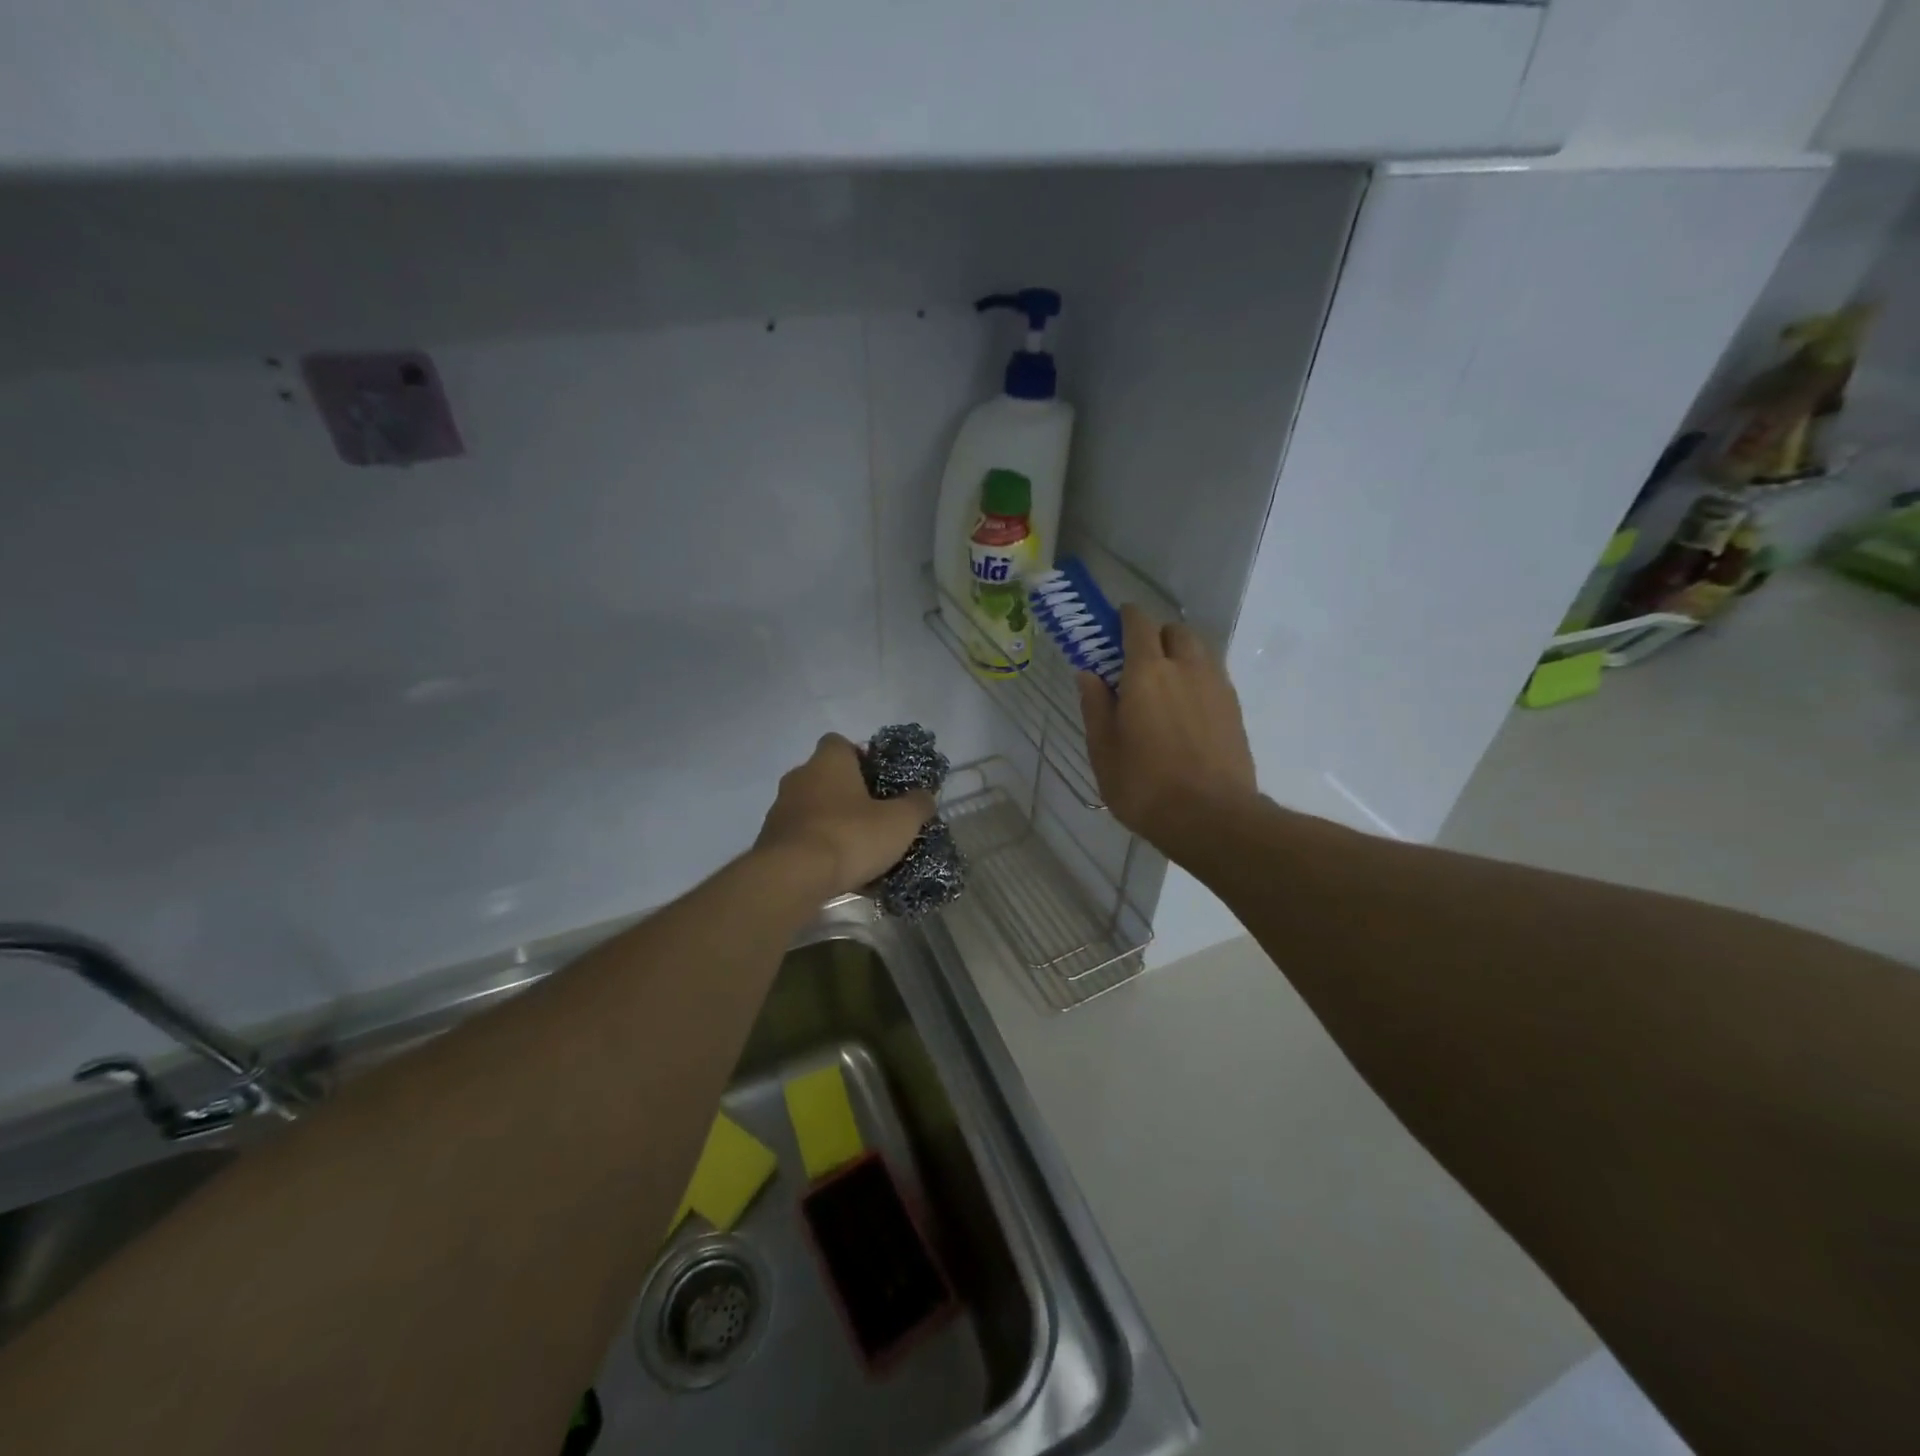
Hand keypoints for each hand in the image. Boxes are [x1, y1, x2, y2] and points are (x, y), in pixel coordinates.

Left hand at [756, 734, 936, 895]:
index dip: (860, 757)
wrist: (792, 877)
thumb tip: (925, 795)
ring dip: (832, 823)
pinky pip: (802, 838)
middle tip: (874, 817)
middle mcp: (799, 777)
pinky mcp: (770, 842)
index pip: (840, 743)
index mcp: (829, 761)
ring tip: (858, 850)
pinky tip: (838, 871)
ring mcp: (780, 810)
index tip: (879, 780)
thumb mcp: (900, 821)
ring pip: (813, 809)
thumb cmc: (850, 836)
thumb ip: (917, 805)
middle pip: (826, 777)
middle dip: (848, 794)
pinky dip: (818, 849)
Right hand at [1079, 605, 1257, 850]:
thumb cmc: (1145, 786)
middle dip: (1154, 636)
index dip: (1124, 619)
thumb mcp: (1103, 751)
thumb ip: (1095, 706)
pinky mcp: (1235, 708)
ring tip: (1163, 688)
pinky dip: (1196, 679)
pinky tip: (1185, 711)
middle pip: (1174, 631)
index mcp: (1147, 672)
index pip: (1138, 623)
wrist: (1213, 818)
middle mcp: (1186, 667)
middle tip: (1136, 665)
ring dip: (1179, 656)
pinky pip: (1213, 676)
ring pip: (1199, 651)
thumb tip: (1088, 673)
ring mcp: (1216, 686)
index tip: (1111, 629)